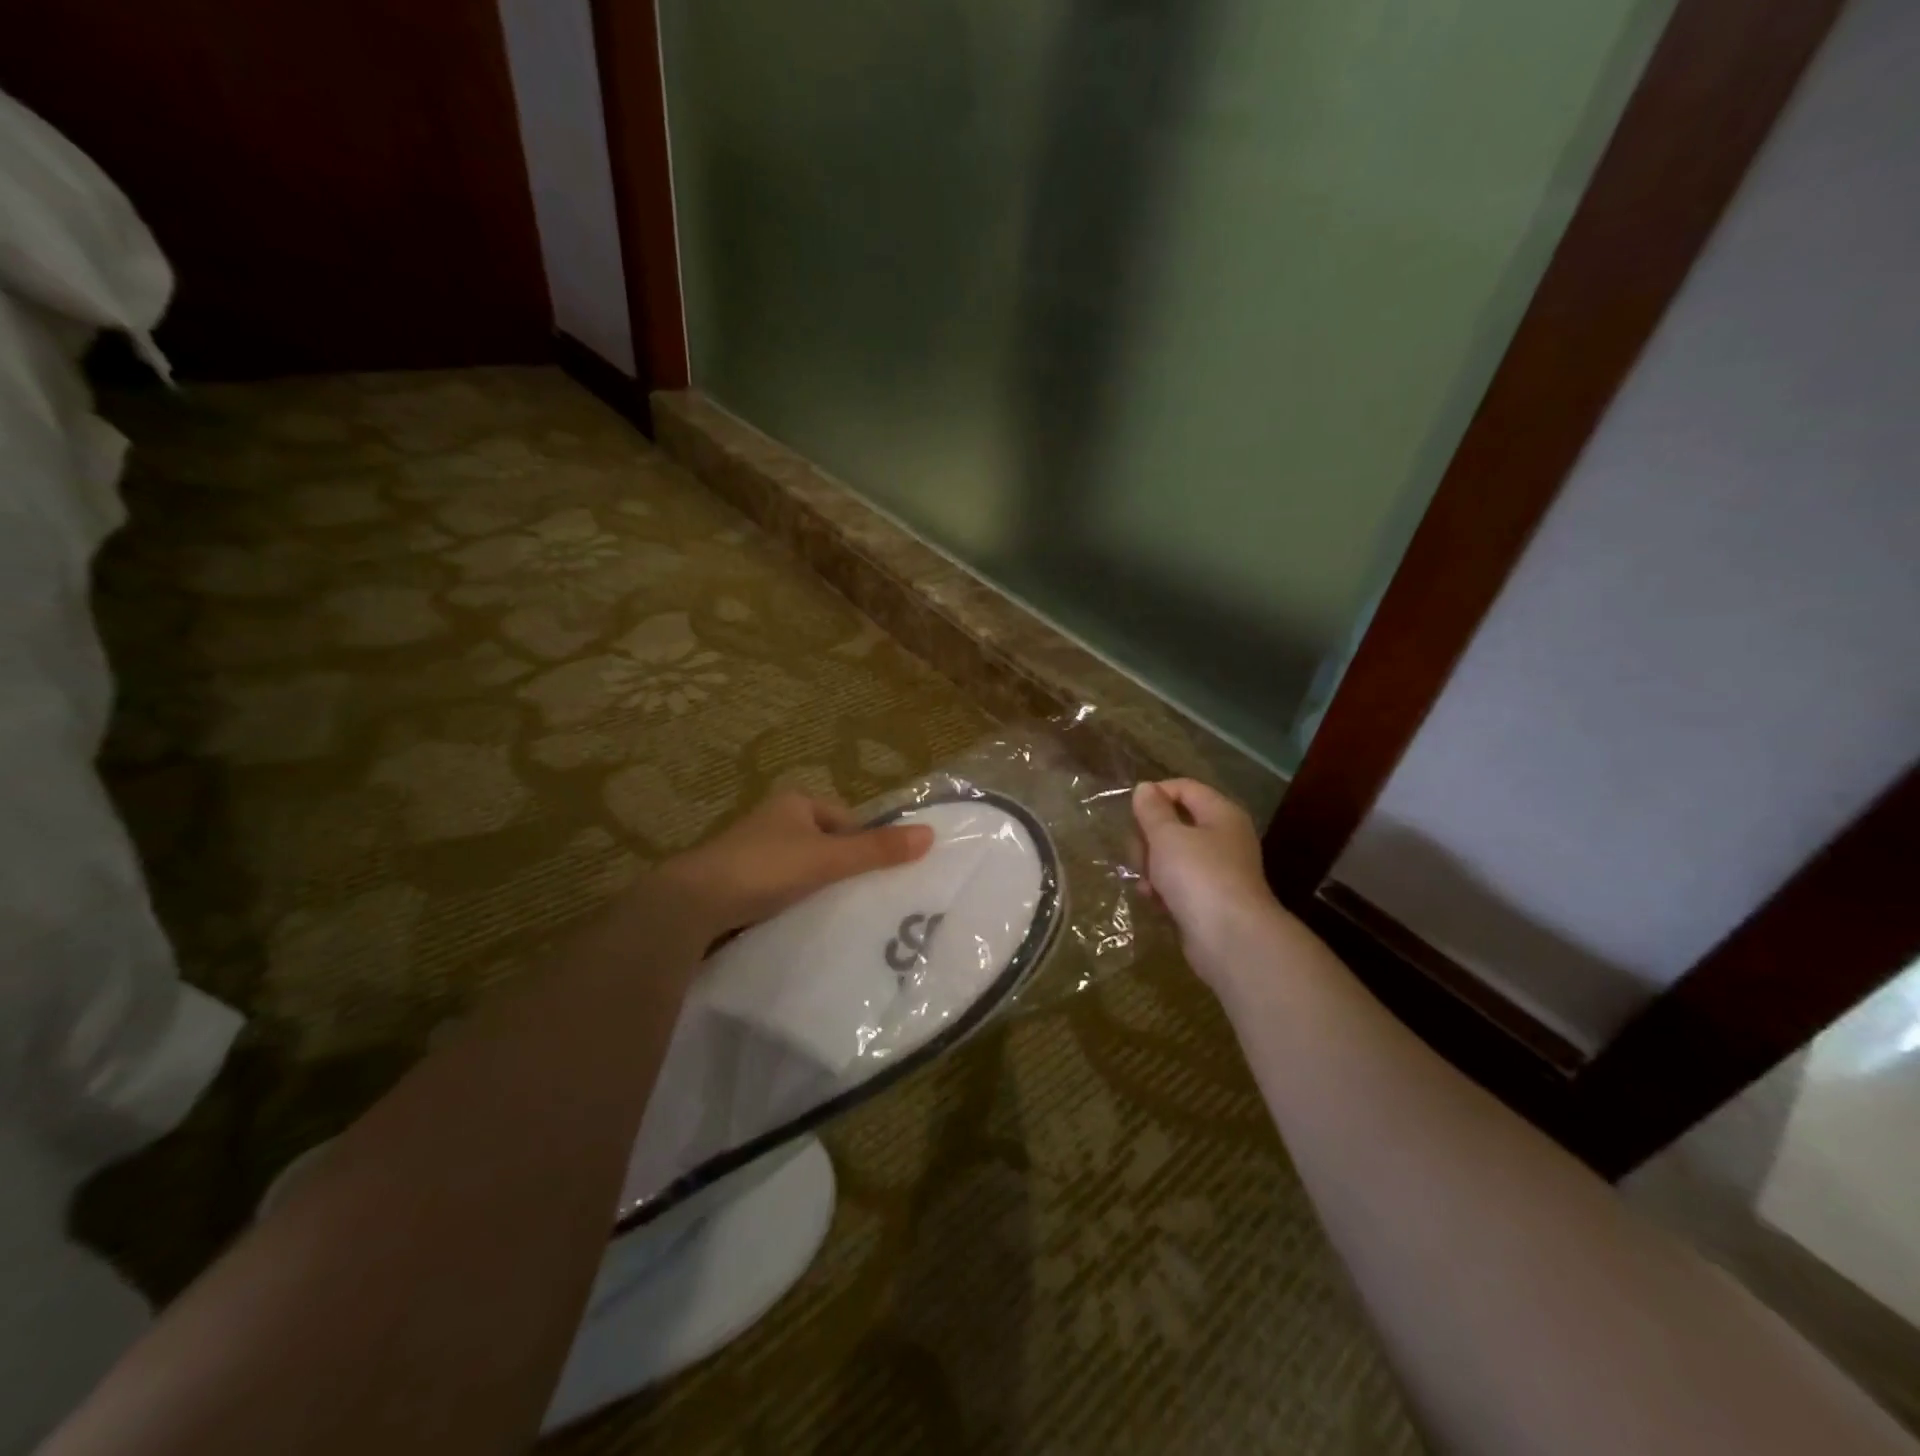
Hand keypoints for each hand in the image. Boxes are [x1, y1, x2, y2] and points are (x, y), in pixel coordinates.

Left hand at [659, 791, 933, 937]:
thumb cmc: (765, 868)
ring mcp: (751, 853)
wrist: (693, 905)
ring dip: (817, 889)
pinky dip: (793, 904)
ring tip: (837, 916)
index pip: (845, 818)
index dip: (864, 843)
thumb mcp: (828, 858)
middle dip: (842, 868)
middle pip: (824, 844)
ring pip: (802, 869)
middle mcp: (772, 820)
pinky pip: (779, 890)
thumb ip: (877, 850)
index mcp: (794, 803)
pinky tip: (802, 924)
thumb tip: (930, 835)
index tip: (878, 874)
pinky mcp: (737, 884)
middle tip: (864, 898)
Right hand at [1132, 779, 1295, 987]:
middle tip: (1138, 854)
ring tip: (1145, 882)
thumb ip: (1152, 810)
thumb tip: (1145, 788)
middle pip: (1176, 823)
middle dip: (1149, 837)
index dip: (1155, 794)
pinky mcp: (1209, 900)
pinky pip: (1179, 883)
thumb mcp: (1167, 836)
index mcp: (1220, 814)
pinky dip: (1163, 889)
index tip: (1131, 813)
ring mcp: (1218, 870)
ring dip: (1152, 865)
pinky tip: (1153, 899)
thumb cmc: (1198, 876)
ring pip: (1174, 855)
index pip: (1185, 788)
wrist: (1230, 939)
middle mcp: (1223, 838)